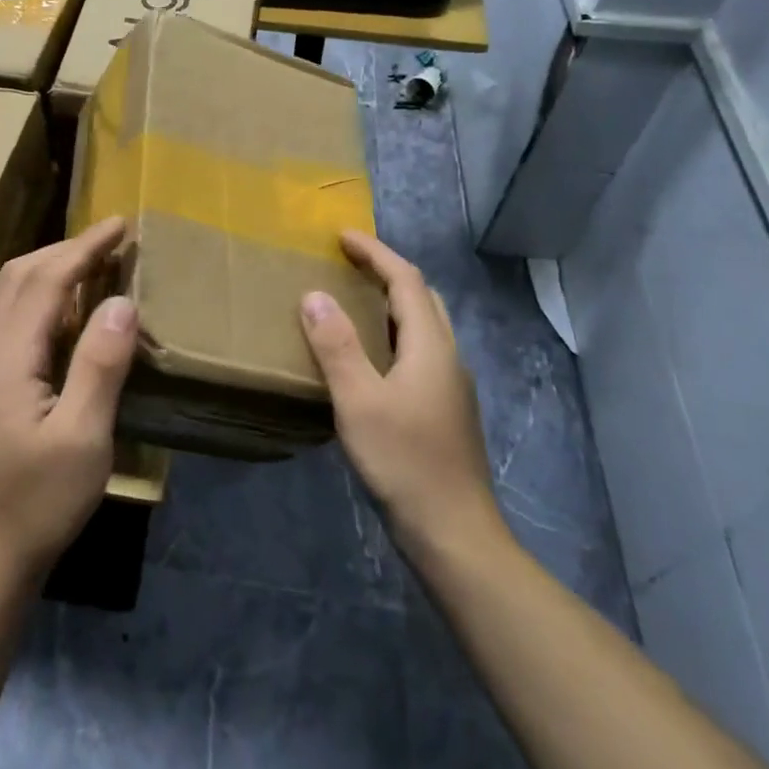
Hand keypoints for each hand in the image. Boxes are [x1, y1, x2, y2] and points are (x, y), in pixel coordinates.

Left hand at [0, 218, 136, 588]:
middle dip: (65, 250)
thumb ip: (100, 364)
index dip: (84, 247)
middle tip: (112, 242)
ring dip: (51, 272)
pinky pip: (12, 321)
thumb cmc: (37, 501)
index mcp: (6, 356)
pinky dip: (43, 300)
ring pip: (10, 297)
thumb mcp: (83, 436)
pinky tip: (69, 317)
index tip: (120, 224)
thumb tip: (121, 301)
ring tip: (95, 267)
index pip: (46, 279)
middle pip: (19, 277)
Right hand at [299, 230, 507, 555]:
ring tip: (355, 301)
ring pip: (424, 326)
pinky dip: (394, 334)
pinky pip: (420, 352)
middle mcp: (447, 356)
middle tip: (349, 263)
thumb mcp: (359, 401)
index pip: (405, 280)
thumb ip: (336, 345)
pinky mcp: (446, 410)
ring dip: (392, 303)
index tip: (342, 235)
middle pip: (422, 297)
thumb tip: (314, 295)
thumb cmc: (404, 461)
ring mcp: (451, 386)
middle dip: (387, 271)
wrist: (454, 533)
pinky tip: (371, 358)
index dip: (375, 252)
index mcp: (430, 345)